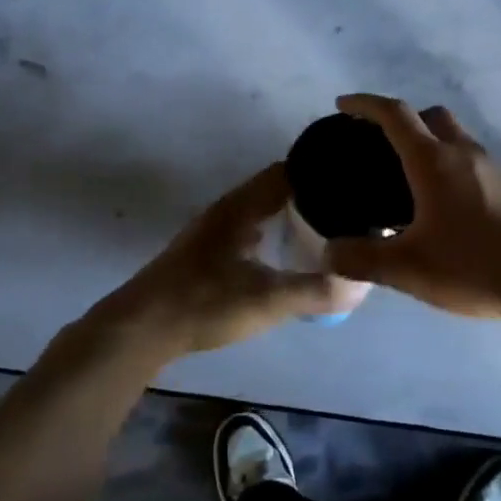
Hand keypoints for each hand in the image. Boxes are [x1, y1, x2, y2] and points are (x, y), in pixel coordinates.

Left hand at [99, 163, 352, 357]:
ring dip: (290, 215)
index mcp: (241, 207)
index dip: (320, 171)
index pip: (287, 171)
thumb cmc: (204, 304)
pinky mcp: (206, 253)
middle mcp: (227, 210)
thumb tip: (359, 284)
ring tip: (326, 229)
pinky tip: (286, 255)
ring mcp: (213, 231)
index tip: (352, 180)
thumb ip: (315, 291)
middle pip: (275, 189)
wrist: (140, 329)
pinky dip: (272, 233)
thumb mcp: (267, 300)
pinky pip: (250, 230)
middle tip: (347, 208)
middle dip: (310, 195)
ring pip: (261, 211)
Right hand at [322, 94, 500, 319]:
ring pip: (455, 138)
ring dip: (429, 144)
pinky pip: (471, 162)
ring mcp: (493, 168)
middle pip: (430, 116)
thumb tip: (327, 253)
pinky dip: (450, 167)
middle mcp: (464, 153)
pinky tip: (444, 208)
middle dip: (401, 119)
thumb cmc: (476, 265)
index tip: (343, 105)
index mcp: (434, 161)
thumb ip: (363, 259)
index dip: (365, 104)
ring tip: (408, 181)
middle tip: (378, 145)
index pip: (395, 114)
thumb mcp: (410, 269)